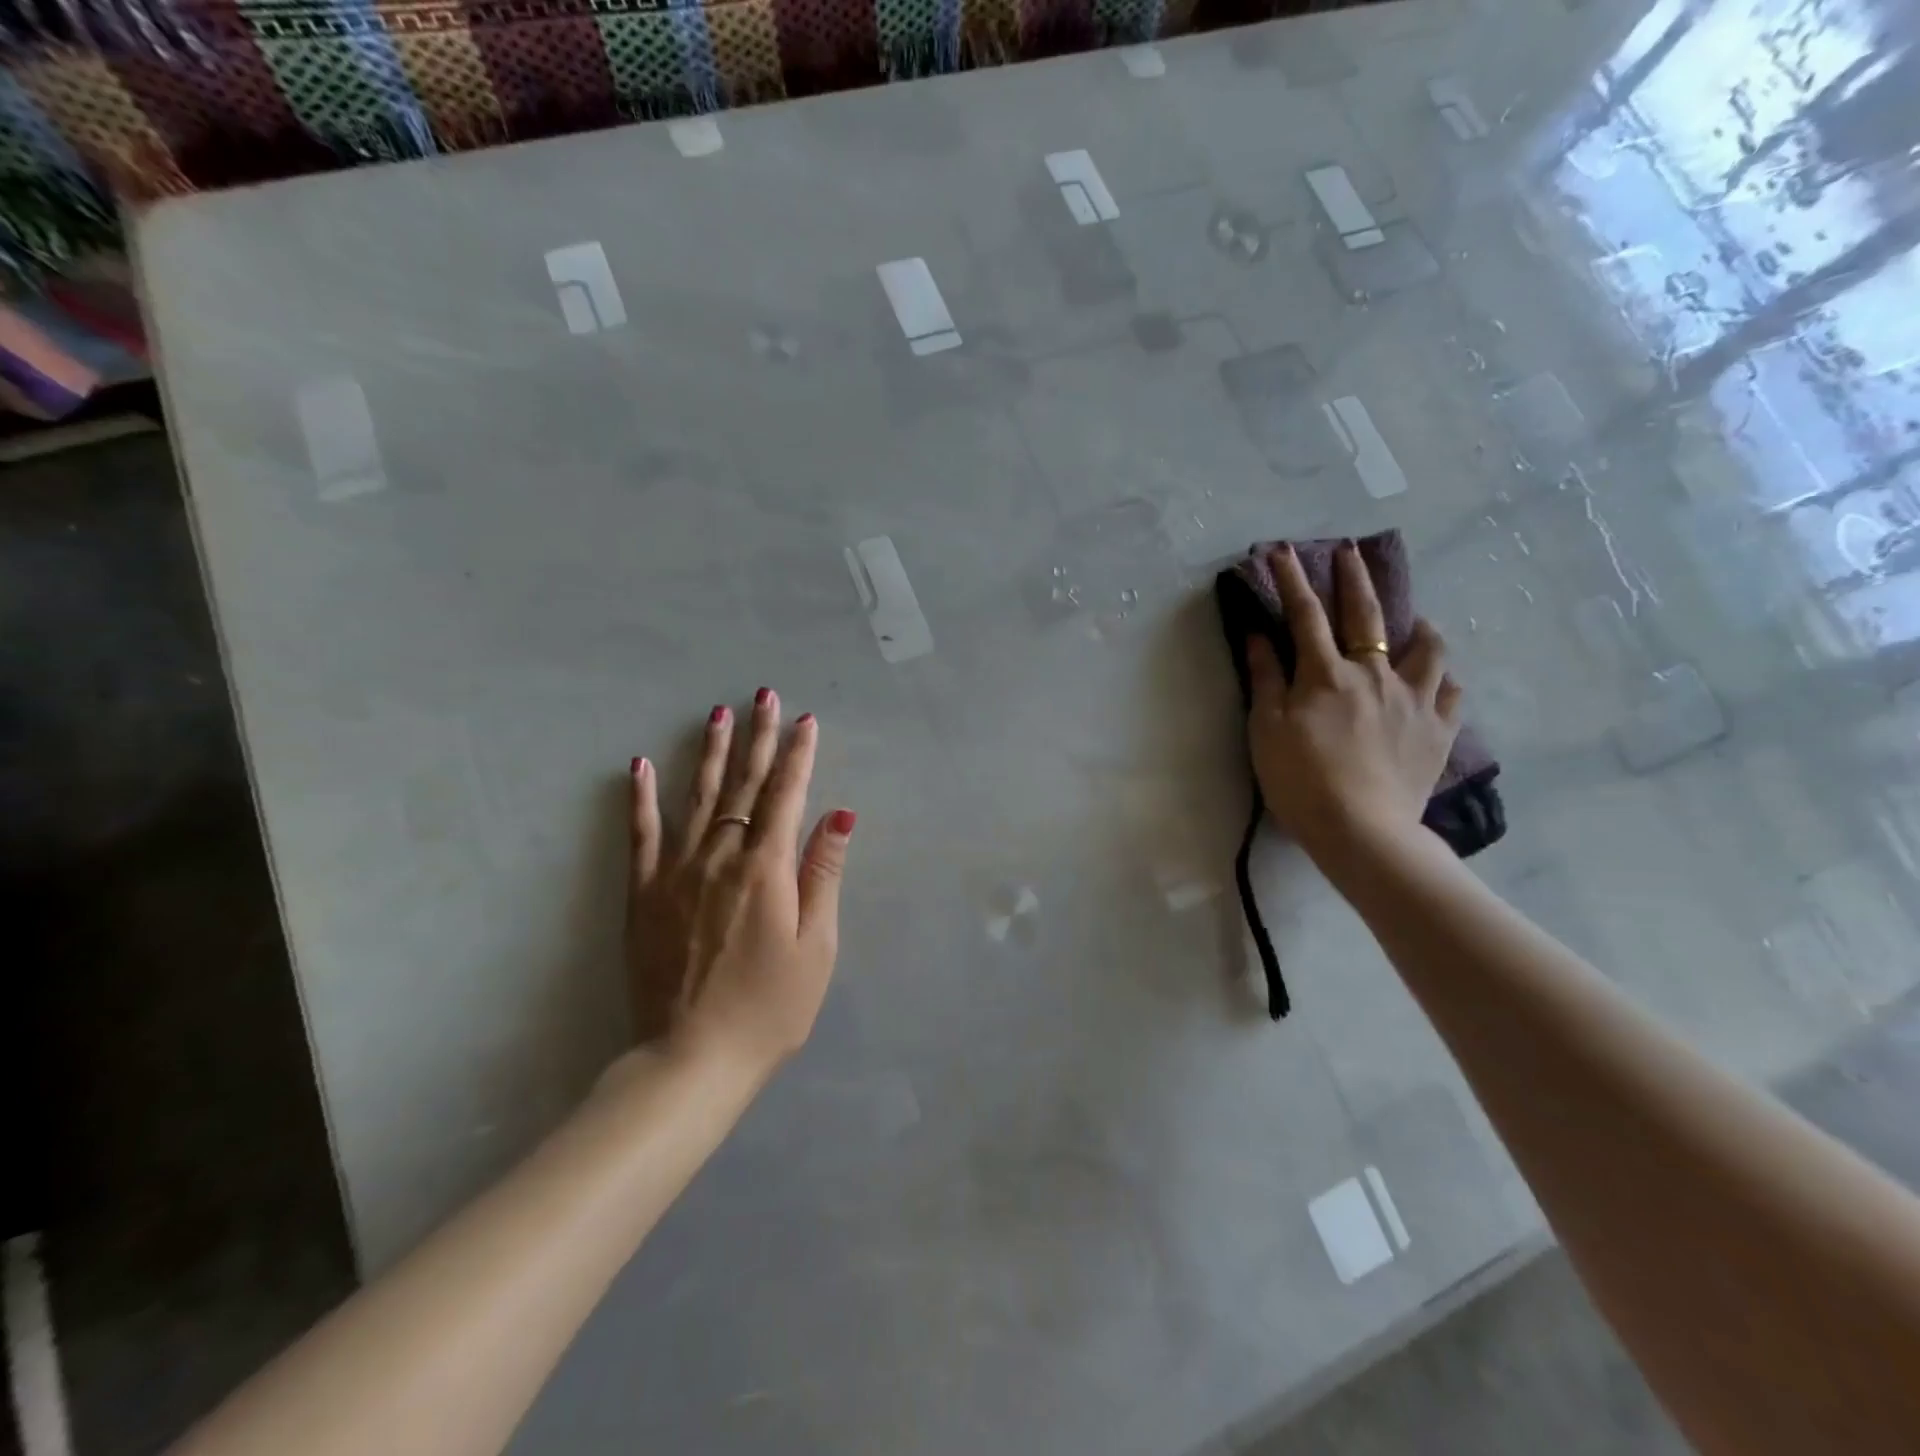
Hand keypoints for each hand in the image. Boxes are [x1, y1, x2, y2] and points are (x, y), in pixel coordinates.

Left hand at [625, 690, 854, 1078]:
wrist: (691, 1059)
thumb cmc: (769, 1008)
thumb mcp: (816, 946)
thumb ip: (823, 873)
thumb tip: (839, 812)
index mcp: (767, 868)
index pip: (787, 795)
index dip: (799, 755)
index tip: (806, 720)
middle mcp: (721, 856)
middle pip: (744, 786)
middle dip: (759, 738)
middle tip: (763, 696)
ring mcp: (676, 871)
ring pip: (698, 798)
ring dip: (711, 753)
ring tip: (718, 715)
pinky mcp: (644, 893)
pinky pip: (641, 835)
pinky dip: (641, 798)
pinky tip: (642, 766)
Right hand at [1246, 541, 1460, 855]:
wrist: (1361, 830)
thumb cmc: (1300, 780)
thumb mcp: (1266, 730)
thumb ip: (1265, 679)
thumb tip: (1260, 636)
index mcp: (1326, 674)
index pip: (1304, 615)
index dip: (1292, 579)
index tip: (1282, 551)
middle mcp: (1374, 674)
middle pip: (1366, 615)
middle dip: (1355, 578)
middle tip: (1351, 552)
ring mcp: (1414, 700)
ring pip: (1428, 647)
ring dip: (1419, 626)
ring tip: (1417, 622)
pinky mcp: (1439, 730)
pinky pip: (1451, 692)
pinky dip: (1443, 679)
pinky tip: (1438, 680)